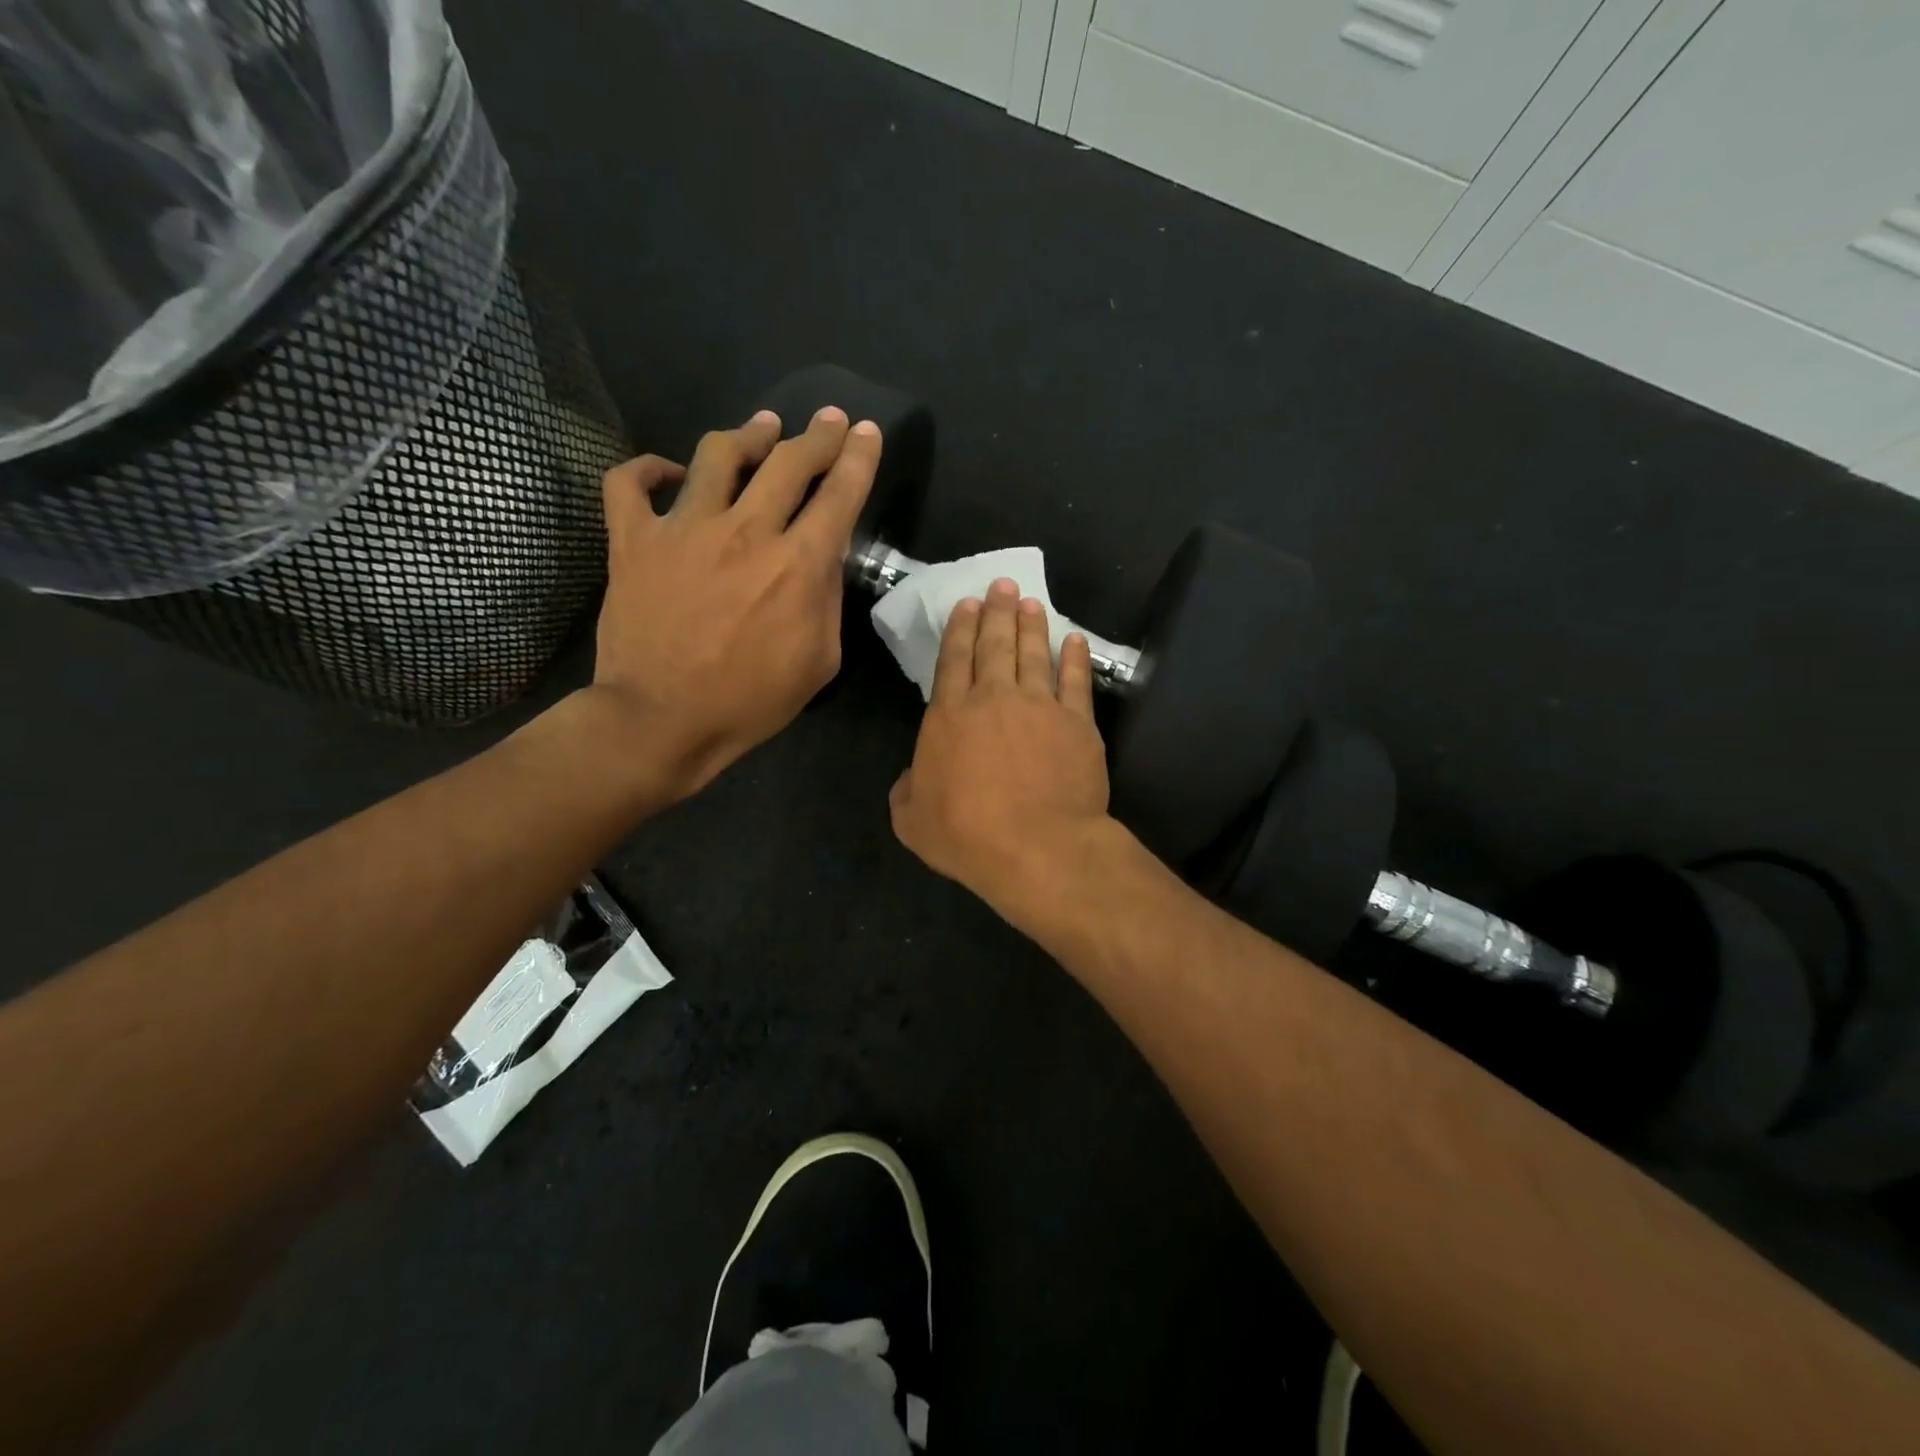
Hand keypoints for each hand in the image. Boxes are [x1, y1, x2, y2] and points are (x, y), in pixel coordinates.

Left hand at [584, 405, 879, 799]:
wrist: (662, 720)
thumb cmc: (750, 701)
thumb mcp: (820, 661)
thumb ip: (827, 601)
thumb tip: (821, 562)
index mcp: (797, 564)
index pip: (839, 494)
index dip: (858, 457)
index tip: (865, 432)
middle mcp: (745, 531)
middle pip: (787, 461)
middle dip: (816, 436)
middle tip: (827, 419)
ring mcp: (683, 529)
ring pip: (718, 454)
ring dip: (749, 434)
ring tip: (762, 427)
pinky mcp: (633, 540)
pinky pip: (630, 483)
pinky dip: (649, 469)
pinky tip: (669, 472)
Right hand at [890, 578, 1113, 917]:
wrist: (1036, 846)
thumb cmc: (966, 834)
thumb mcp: (912, 820)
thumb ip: (906, 791)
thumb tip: (910, 777)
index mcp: (950, 715)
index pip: (953, 659)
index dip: (959, 628)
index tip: (967, 603)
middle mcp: (994, 699)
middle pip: (995, 645)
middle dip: (996, 612)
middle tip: (1002, 585)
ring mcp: (1040, 707)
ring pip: (1034, 654)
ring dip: (1032, 625)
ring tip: (1031, 602)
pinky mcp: (1078, 724)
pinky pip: (1077, 681)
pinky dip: (1076, 658)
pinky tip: (1074, 640)